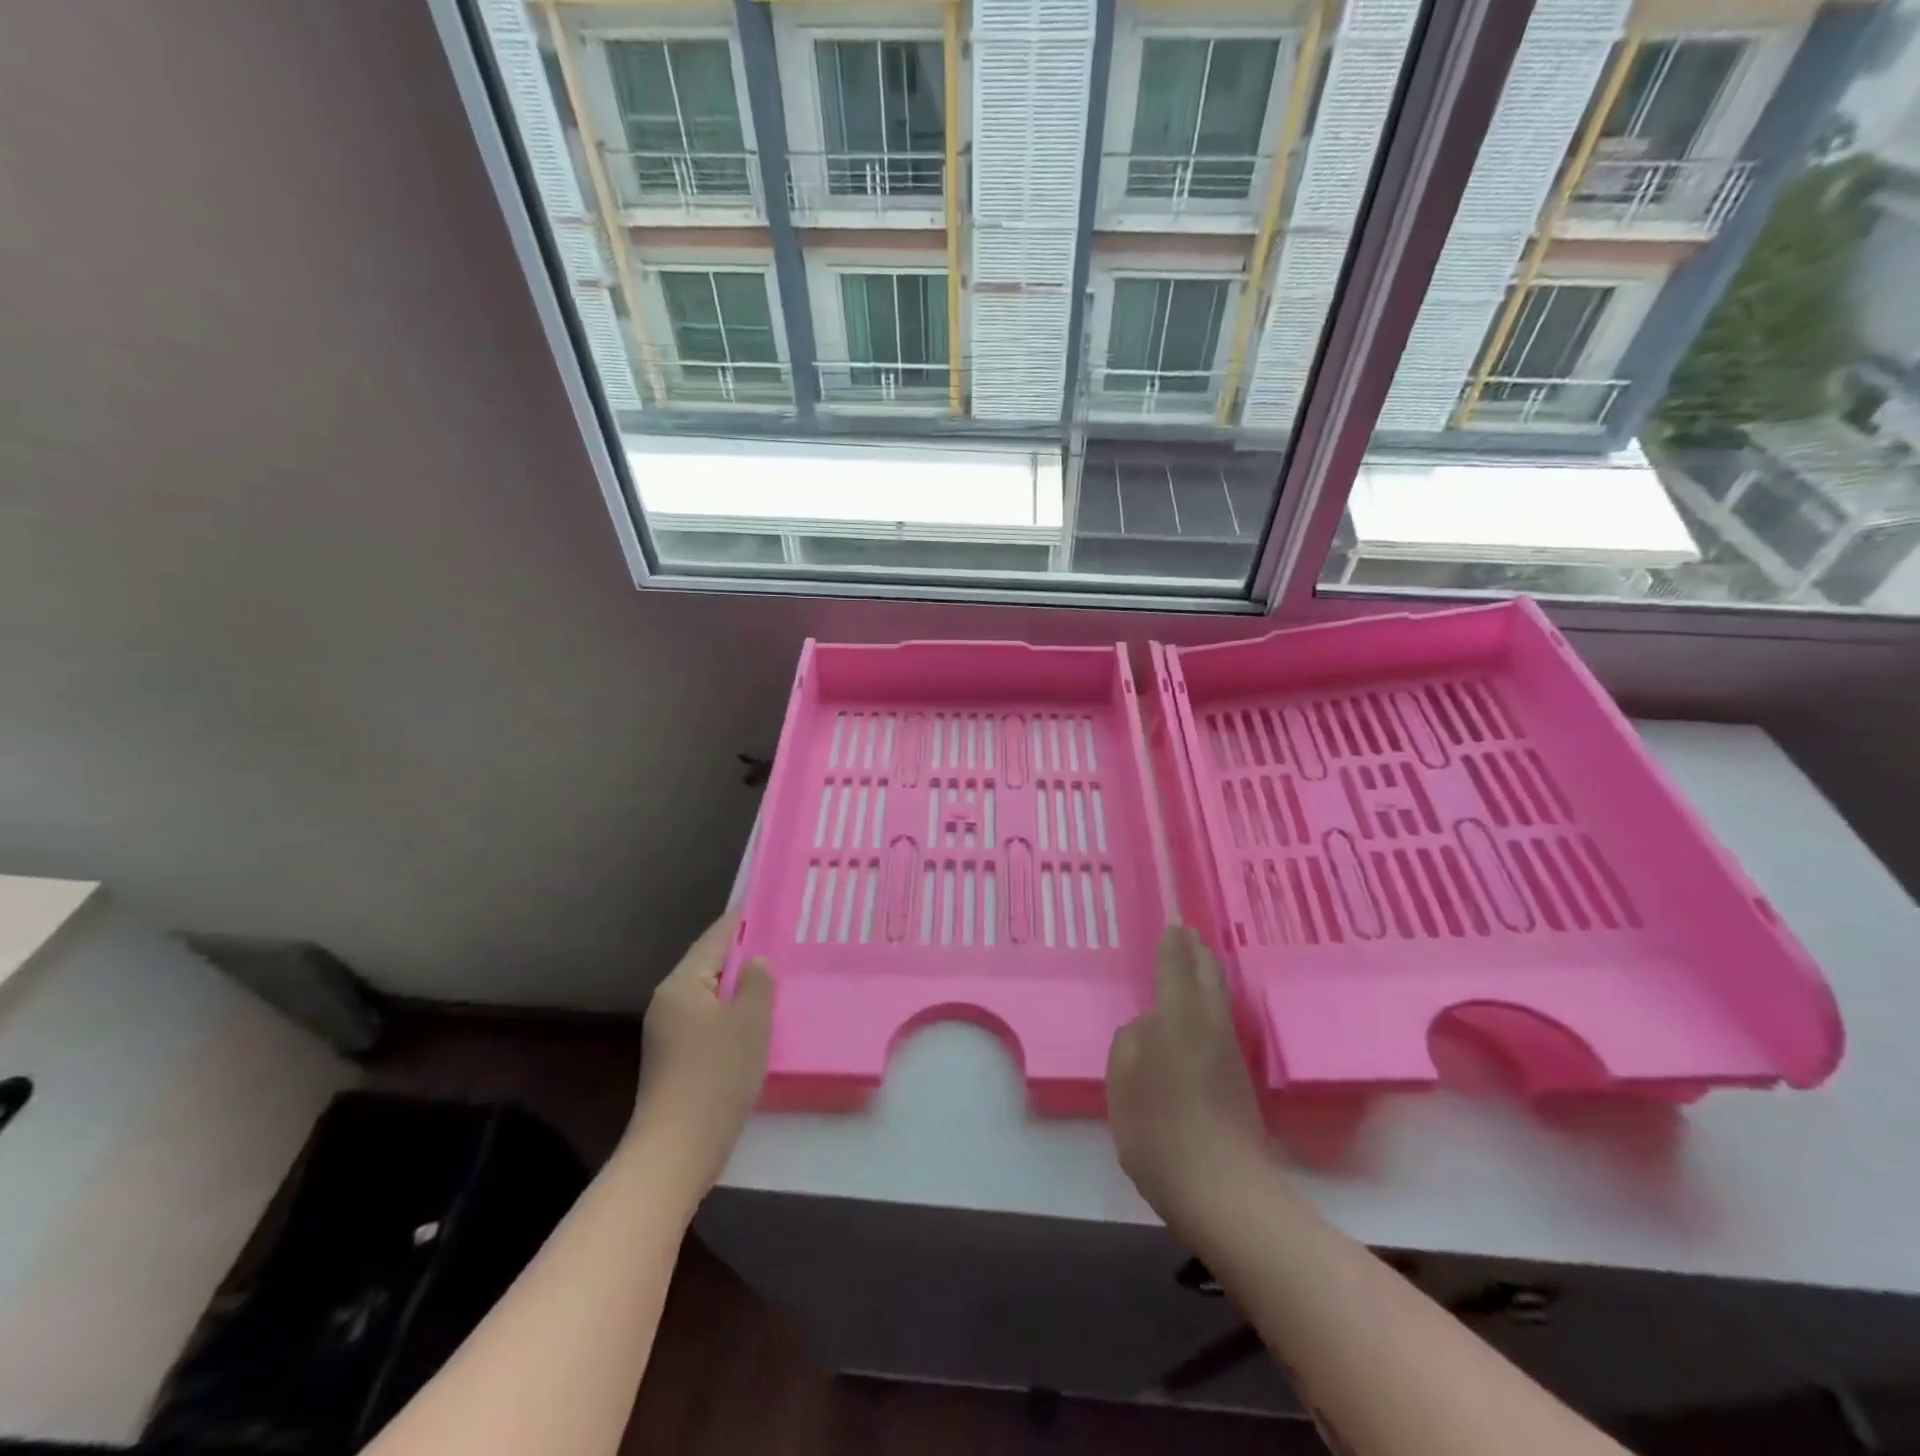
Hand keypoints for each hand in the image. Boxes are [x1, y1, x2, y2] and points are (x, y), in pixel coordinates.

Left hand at [630, 913, 773, 1195]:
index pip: (717, 937)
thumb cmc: (716, 1078)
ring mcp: (667, 1030)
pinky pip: (707, 1017)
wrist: (675, 1152)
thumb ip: (758, 982)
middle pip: (710, 963)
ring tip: (775, 978)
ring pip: (710, 992)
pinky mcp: (673, 1056)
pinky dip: (730, 1011)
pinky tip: (755, 1021)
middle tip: (783, 943)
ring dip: (739, 985)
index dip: (744, 919)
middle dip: (745, 953)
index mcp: (683, 983)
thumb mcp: (751, 1023)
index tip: (770, 905)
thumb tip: (756, 961)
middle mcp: (669, 1000)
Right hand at [1107, 927, 1266, 1222]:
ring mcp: (1228, 1053)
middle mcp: (1208, 1025)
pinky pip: (1221, 1022)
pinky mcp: (1238, 1079)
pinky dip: (1211, 1003)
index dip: (1172, 945)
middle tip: (1188, 934)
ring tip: (1196, 964)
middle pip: (1208, 976)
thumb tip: (1146, 1027)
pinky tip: (1201, 1014)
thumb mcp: (1122, 1082)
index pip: (1176, 967)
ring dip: (1207, 975)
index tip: (1173, 924)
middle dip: (1197, 952)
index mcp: (1178, 1017)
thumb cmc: (1159, 1130)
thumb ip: (1130, 1043)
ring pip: (1219, 998)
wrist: (1223, 1191)